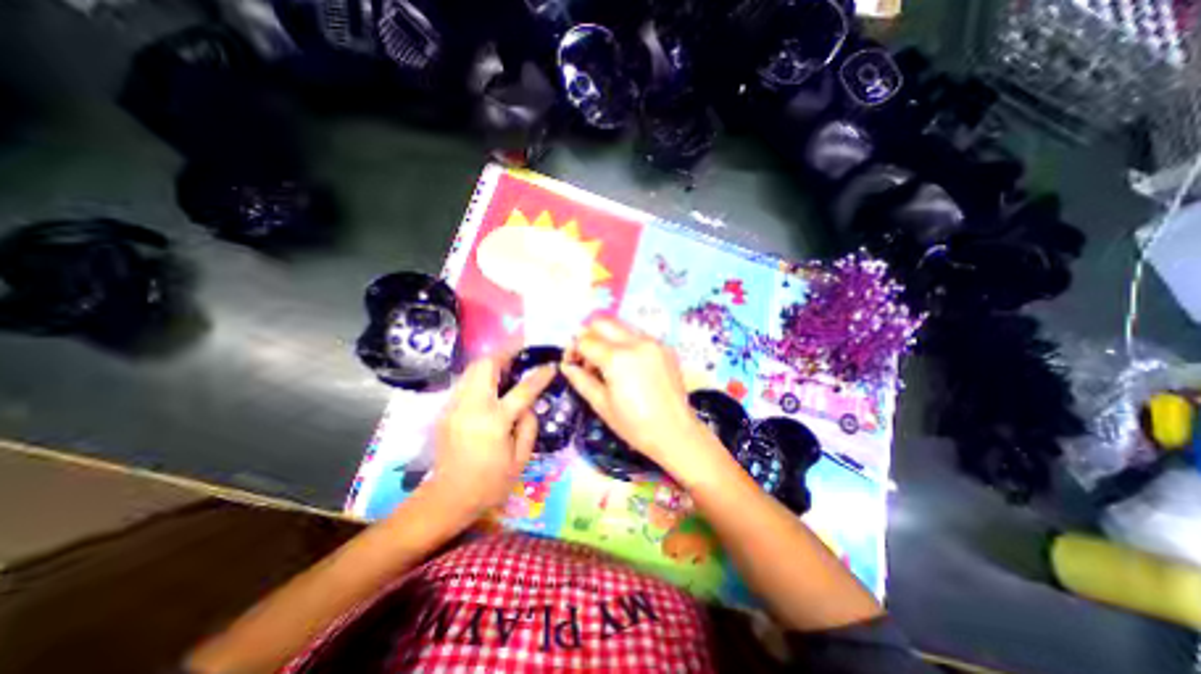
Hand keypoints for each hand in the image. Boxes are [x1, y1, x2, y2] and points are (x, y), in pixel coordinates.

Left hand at [421, 356, 553, 517]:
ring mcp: (455, 406)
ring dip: (492, 361)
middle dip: (506, 352)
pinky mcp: (446, 410)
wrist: (447, 498)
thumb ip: (529, 426)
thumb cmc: (490, 483)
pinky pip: (466, 382)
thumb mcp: (520, 459)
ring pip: (472, 369)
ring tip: (509, 363)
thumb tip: (529, 405)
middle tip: (522, 350)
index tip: (550, 366)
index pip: (523, 389)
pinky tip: (492, 383)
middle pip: (486, 365)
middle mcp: (472, 407)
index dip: (539, 375)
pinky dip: (481, 375)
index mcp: (494, 421)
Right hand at [563, 319, 720, 481]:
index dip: (573, 349)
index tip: (572, 362)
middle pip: (602, 322)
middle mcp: (636, 342)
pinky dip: (626, 344)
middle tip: (587, 358)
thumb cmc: (634, 425)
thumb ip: (581, 380)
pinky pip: (639, 336)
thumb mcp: (601, 404)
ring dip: (608, 338)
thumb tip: (567, 365)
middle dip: (589, 336)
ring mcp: (653, 342)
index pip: (585, 339)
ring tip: (608, 364)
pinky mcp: (665, 347)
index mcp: (617, 358)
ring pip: (621, 326)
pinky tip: (628, 366)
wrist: (676, 432)